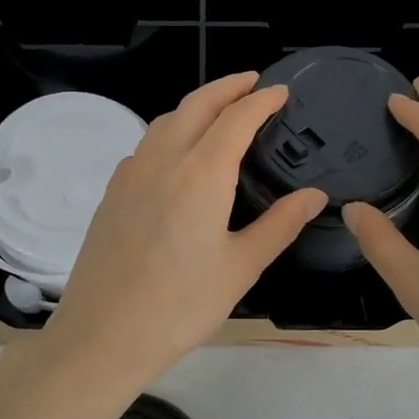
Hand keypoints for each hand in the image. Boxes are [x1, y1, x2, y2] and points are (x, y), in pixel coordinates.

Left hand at [35, 72, 326, 399]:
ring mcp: (130, 174)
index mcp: (201, 173)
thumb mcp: (242, 267)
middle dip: (227, 87)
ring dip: (196, 106)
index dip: (262, 100)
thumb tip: (315, 195)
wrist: (103, 335)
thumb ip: (280, 224)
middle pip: (196, 104)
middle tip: (252, 83)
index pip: (237, 118)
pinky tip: (179, 156)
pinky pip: (146, 146)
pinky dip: (170, 132)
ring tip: (220, 113)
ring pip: (166, 121)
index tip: (282, 91)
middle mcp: (163, 160)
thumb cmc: (181, 306)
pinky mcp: (112, 193)